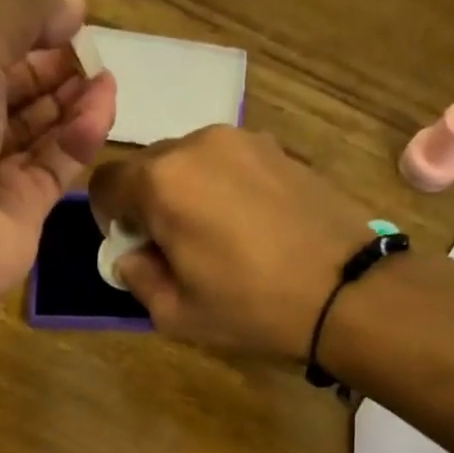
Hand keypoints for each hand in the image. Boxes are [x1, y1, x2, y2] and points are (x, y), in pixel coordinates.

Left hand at [0, 0, 117, 302]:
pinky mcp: (23, 210)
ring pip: (39, 130)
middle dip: (51, 67)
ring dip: (72, 99)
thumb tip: (71, 5)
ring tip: (107, 75)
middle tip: (91, 50)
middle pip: (12, 93)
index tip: (68, 18)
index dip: (22, 32)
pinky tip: (104, 107)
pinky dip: (81, 136)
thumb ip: (18, 16)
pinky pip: (57, 165)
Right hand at [88, 127, 379, 359]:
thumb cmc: (252, 308)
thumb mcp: (175, 313)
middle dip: (148, 203)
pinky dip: (223, 186)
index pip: (106, 182)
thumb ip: (137, 277)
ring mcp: (244, 139)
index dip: (109, 218)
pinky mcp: (279, 147)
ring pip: (190, 160)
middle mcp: (198, 144)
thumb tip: (131, 255)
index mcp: (163, 182)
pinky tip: (251, 224)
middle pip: (148, 166)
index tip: (134, 247)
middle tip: (174, 246)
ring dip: (186, 191)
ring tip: (217, 235)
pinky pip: (229, 161)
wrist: (348, 291)